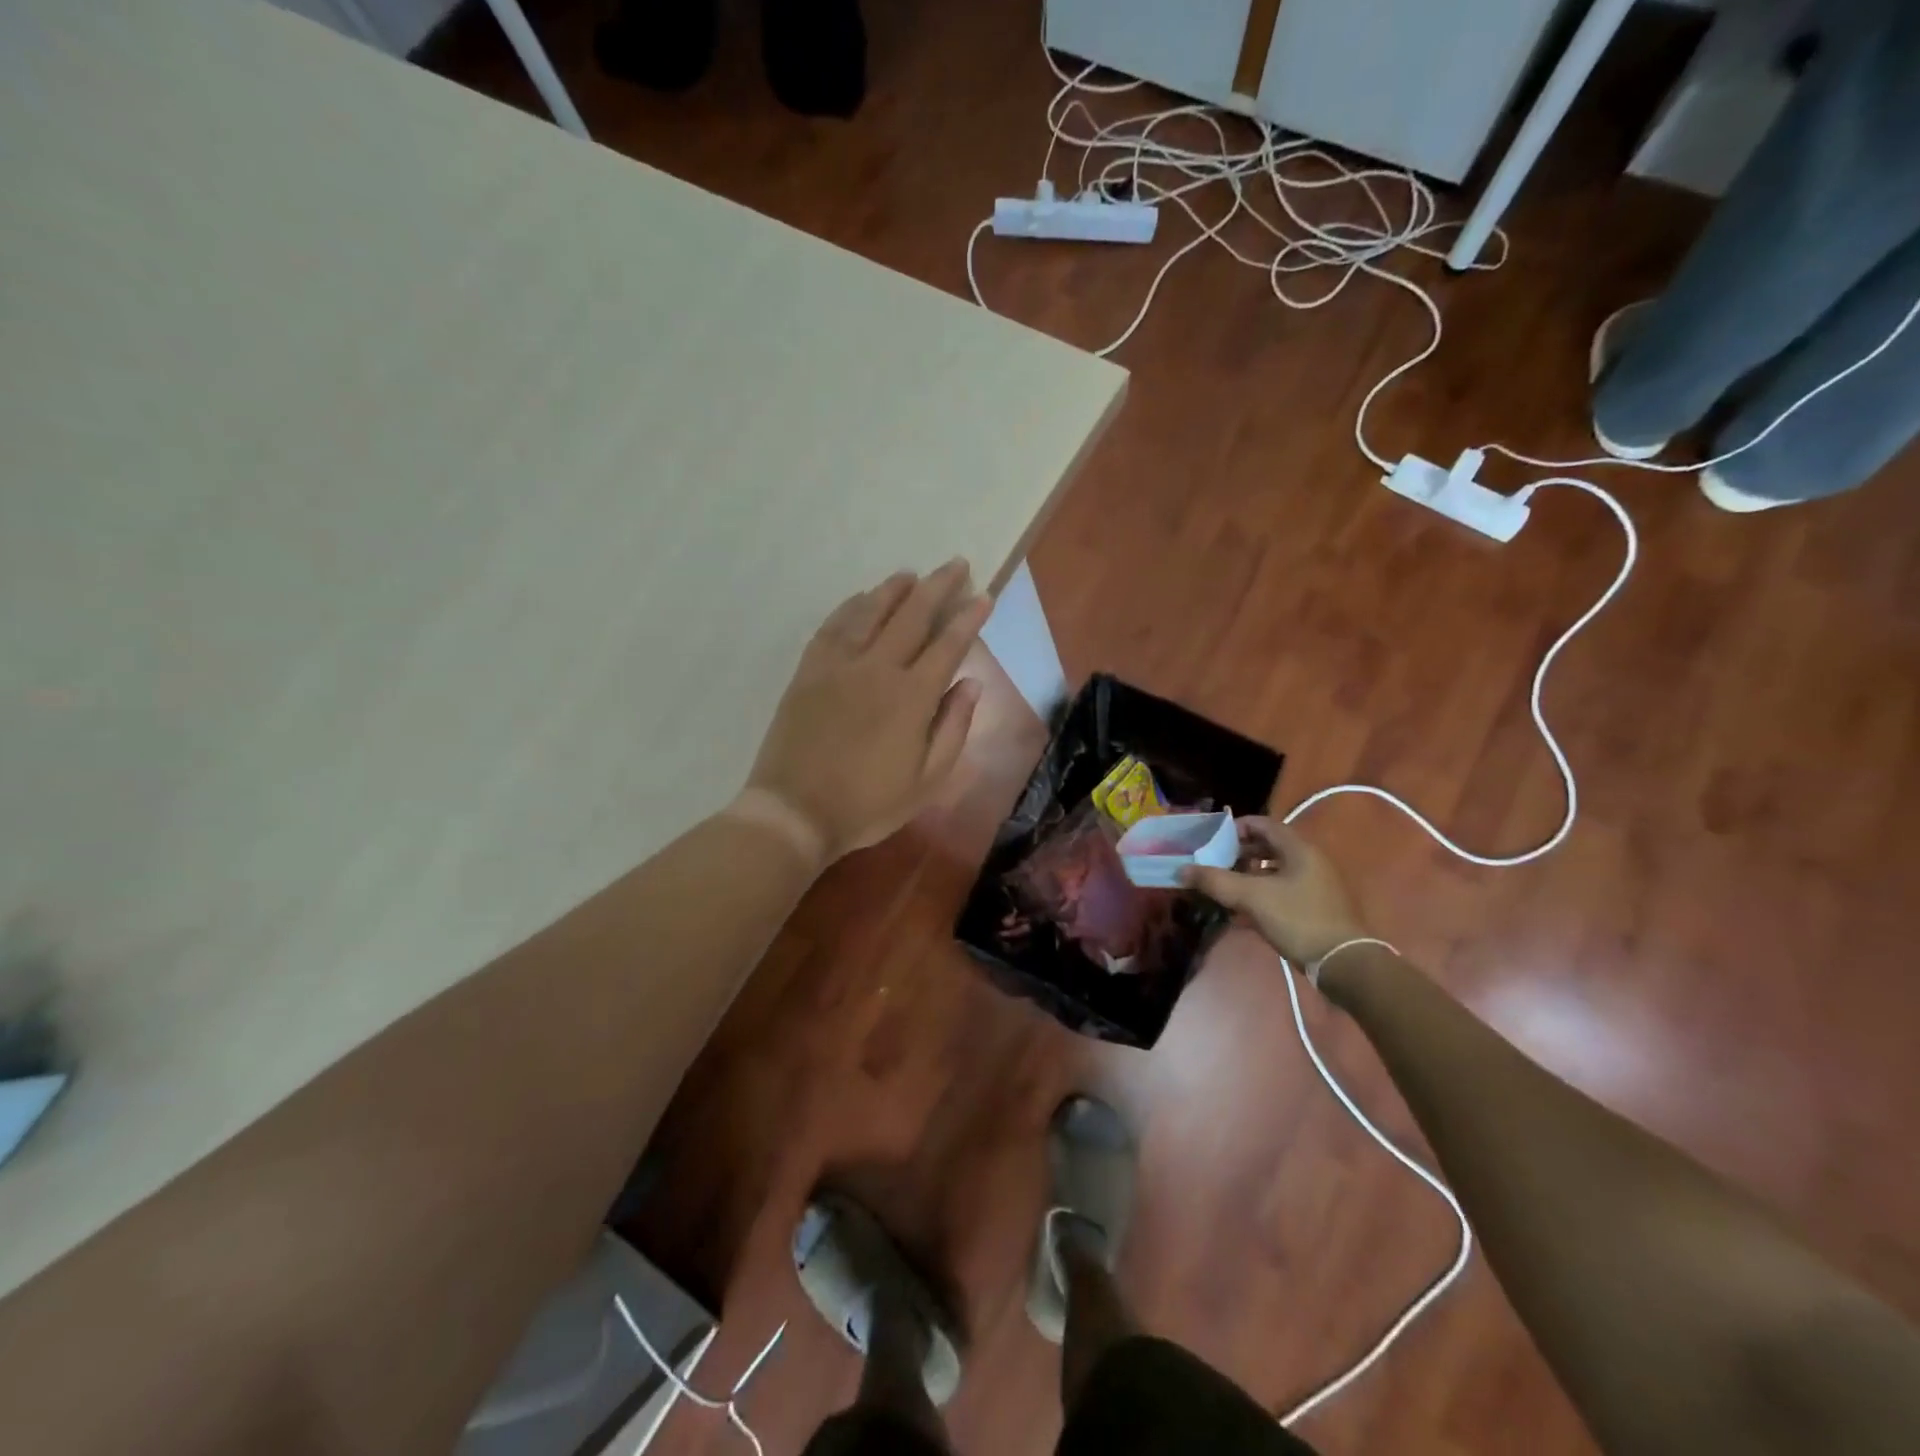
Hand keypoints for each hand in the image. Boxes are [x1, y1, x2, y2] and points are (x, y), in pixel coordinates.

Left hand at [741, 561, 990, 861]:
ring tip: (911, 574)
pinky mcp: (809, 670)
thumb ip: (953, 727)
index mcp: (912, 696)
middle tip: (956, 565)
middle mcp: (877, 668)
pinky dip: (851, 606)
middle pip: (912, 615)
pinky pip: (833, 626)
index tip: (983, 595)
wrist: (795, 811)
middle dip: (938, 586)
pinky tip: (861, 598)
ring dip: (894, 588)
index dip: (968, 617)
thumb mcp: (927, 780)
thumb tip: (971, 683)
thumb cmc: (868, 804)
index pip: (948, 644)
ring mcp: (838, 665)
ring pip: (870, 611)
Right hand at [1181, 818, 1369, 965]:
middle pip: (1268, 847)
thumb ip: (1216, 881)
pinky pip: (1281, 891)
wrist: (1343, 963)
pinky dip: (1260, 894)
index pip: (1264, 824)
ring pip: (1274, 871)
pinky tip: (1241, 912)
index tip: (1213, 839)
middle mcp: (1309, 861)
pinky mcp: (1315, 908)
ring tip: (1224, 886)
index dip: (1237, 827)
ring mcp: (1314, 885)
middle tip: (1214, 862)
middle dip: (1239, 853)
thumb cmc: (1298, 919)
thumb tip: (1182, 869)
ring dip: (1248, 875)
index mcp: (1299, 849)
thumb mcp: (1252, 897)